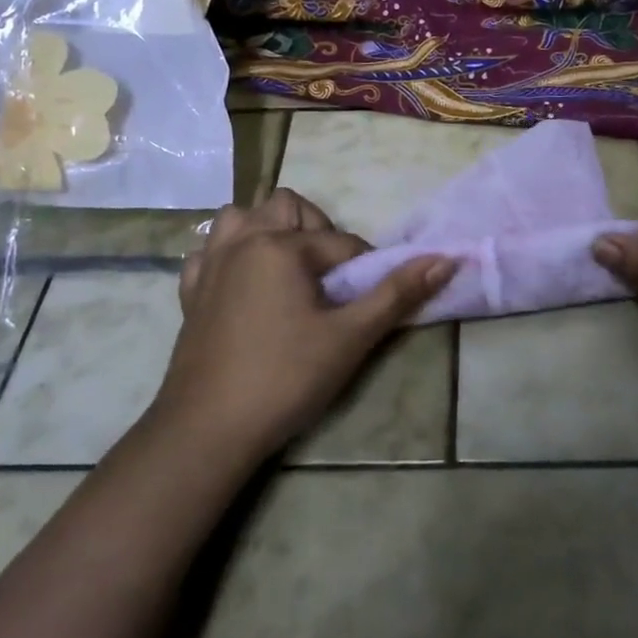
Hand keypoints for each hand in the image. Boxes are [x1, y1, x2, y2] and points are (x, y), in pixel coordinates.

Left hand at [157, 188, 453, 465]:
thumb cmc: (285, 378)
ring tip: (287, 269)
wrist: (208, 431)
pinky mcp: (191, 293)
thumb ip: (397, 293)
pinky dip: (228, 254)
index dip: (365, 268)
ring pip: (240, 217)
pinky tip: (244, 284)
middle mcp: (243, 242)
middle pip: (287, 206)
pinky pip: (210, 251)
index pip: (342, 242)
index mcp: (281, 246)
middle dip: (315, 230)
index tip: (369, 300)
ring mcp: (211, 265)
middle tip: (328, 275)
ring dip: (267, 229)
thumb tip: (446, 258)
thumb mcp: (351, 337)